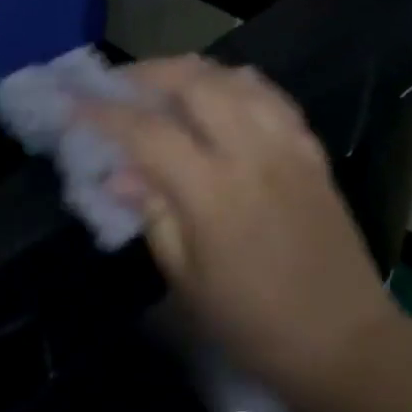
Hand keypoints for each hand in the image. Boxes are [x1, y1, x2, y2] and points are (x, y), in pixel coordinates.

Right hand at [82, 57, 404, 411]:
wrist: (341, 339)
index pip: (146, 132)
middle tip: (117, 85)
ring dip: (192, 72)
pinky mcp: (312, 154)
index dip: (102, 113)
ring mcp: (289, 147)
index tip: (71, 102)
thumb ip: (153, 217)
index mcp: (211, 191)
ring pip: (237, 79)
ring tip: (163, 84)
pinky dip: (236, 85)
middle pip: (194, 83)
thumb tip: (118, 176)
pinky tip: (220, 96)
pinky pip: (271, 97)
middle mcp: (252, 153)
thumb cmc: (250, 322)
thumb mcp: (185, 280)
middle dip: (147, 74)